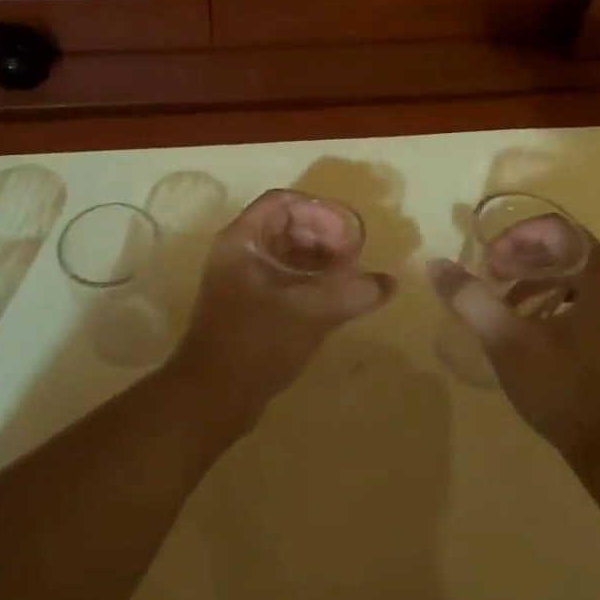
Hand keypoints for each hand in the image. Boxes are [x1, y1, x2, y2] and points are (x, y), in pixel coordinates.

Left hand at [166, 190, 394, 428]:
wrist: (211, 396)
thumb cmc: (257, 342)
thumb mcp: (310, 312)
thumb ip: (352, 292)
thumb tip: (389, 282)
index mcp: (242, 240)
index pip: (283, 203)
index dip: (319, 212)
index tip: (348, 234)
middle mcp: (237, 253)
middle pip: (284, 226)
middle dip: (323, 236)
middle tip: (353, 257)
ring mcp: (239, 281)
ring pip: (284, 254)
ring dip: (318, 260)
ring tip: (349, 277)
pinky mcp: (246, 307)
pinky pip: (281, 280)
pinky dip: (308, 282)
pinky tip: (332, 300)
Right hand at [429, 223, 599, 477]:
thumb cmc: (569, 392)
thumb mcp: (508, 342)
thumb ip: (470, 298)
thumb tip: (437, 264)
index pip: (555, 229)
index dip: (514, 239)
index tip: (487, 266)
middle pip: (568, 251)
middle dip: (522, 261)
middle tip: (491, 284)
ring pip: (579, 278)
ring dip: (538, 283)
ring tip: (507, 311)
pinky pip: (594, 303)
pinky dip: (559, 305)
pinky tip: (538, 336)